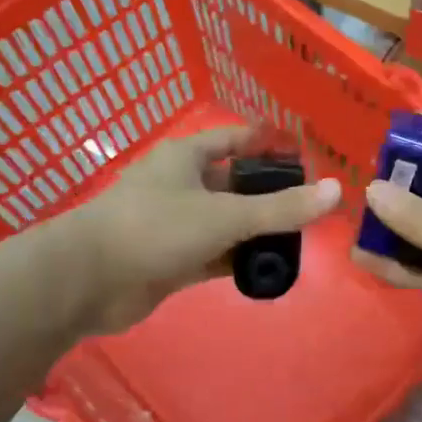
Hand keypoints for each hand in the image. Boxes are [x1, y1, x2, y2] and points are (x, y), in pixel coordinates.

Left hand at [71, 124, 340, 333]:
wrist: (86, 281)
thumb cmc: (154, 228)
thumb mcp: (224, 215)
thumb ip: (281, 208)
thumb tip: (335, 191)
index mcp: (187, 157)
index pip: (236, 139)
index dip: (269, 143)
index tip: (305, 155)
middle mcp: (181, 185)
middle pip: (235, 183)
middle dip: (270, 194)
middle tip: (312, 207)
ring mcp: (175, 224)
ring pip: (226, 221)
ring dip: (256, 231)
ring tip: (299, 241)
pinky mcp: (171, 259)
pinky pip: (214, 254)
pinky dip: (238, 259)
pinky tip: (268, 269)